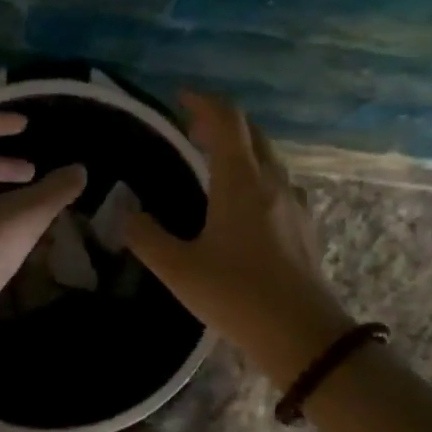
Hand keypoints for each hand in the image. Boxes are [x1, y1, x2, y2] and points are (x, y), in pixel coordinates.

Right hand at [124, 93, 353, 382]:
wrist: (302, 334)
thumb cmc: (236, 295)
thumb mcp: (179, 269)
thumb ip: (146, 236)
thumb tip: (125, 212)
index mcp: (240, 181)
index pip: (226, 120)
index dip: (203, 102)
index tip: (181, 98)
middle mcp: (272, 181)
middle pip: (252, 133)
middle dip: (222, 123)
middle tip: (192, 132)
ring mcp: (295, 204)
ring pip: (269, 158)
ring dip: (243, 150)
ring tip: (216, 165)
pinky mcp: (306, 227)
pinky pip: (281, 185)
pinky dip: (259, 177)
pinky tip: (247, 205)